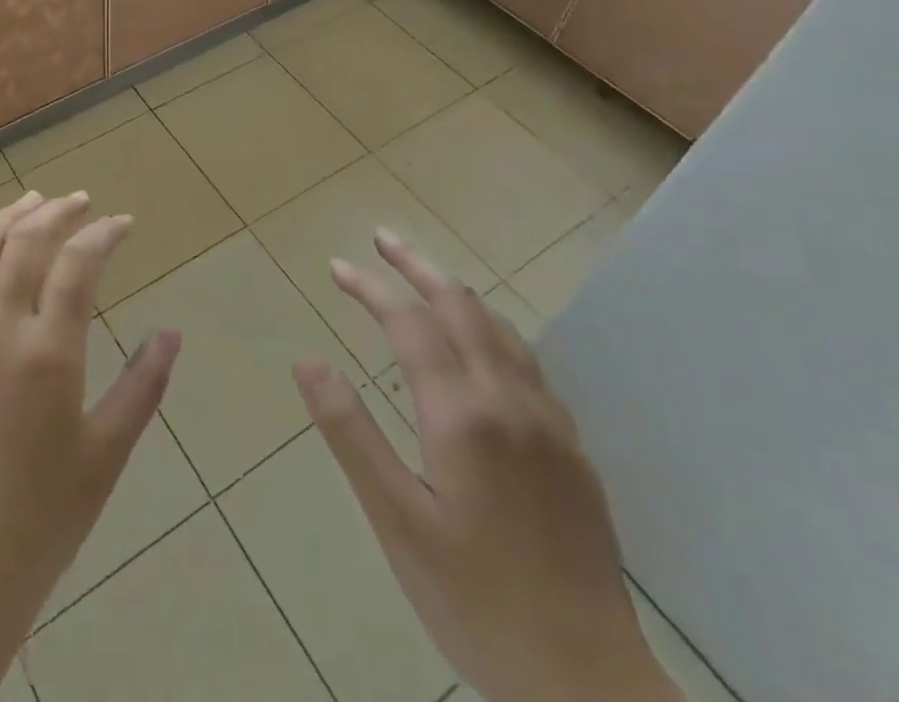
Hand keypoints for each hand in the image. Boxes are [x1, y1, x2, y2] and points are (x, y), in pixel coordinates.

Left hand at [0, 191, 181, 701]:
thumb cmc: (42, 521)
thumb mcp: (105, 455)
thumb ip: (141, 386)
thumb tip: (171, 333)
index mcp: (47, 355)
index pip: (77, 266)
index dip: (103, 234)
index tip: (123, 222)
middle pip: (23, 246)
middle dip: (55, 213)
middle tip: (79, 201)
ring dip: (1, 221)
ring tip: (28, 202)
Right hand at [295, 232, 678, 701]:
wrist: (591, 687)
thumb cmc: (476, 602)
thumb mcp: (396, 521)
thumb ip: (350, 433)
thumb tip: (307, 361)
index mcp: (462, 414)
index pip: (409, 322)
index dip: (370, 287)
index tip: (336, 266)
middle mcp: (510, 401)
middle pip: (461, 306)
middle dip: (417, 266)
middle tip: (381, 241)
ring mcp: (549, 424)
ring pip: (501, 328)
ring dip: (457, 292)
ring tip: (424, 279)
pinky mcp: (573, 451)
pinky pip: (528, 363)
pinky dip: (491, 330)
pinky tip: (482, 348)